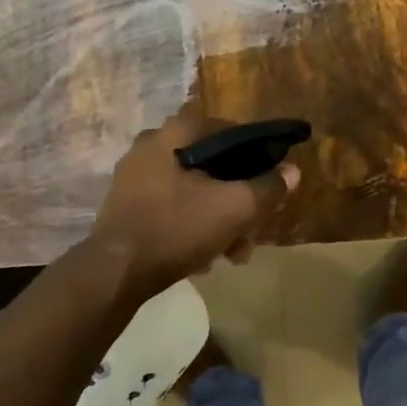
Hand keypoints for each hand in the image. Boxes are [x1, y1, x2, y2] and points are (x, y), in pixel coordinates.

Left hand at [85, 111, 299, 303]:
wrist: (114, 274)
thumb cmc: (176, 228)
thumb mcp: (234, 209)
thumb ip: (268, 188)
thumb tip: (292, 171)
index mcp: (175, 132)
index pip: (230, 131)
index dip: (257, 156)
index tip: (271, 183)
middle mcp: (152, 145)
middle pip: (212, 165)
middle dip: (238, 199)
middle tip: (252, 229)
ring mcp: (135, 176)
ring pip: (194, 189)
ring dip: (218, 218)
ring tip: (233, 253)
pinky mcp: (126, 205)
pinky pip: (172, 206)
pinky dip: (192, 225)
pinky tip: (204, 258)